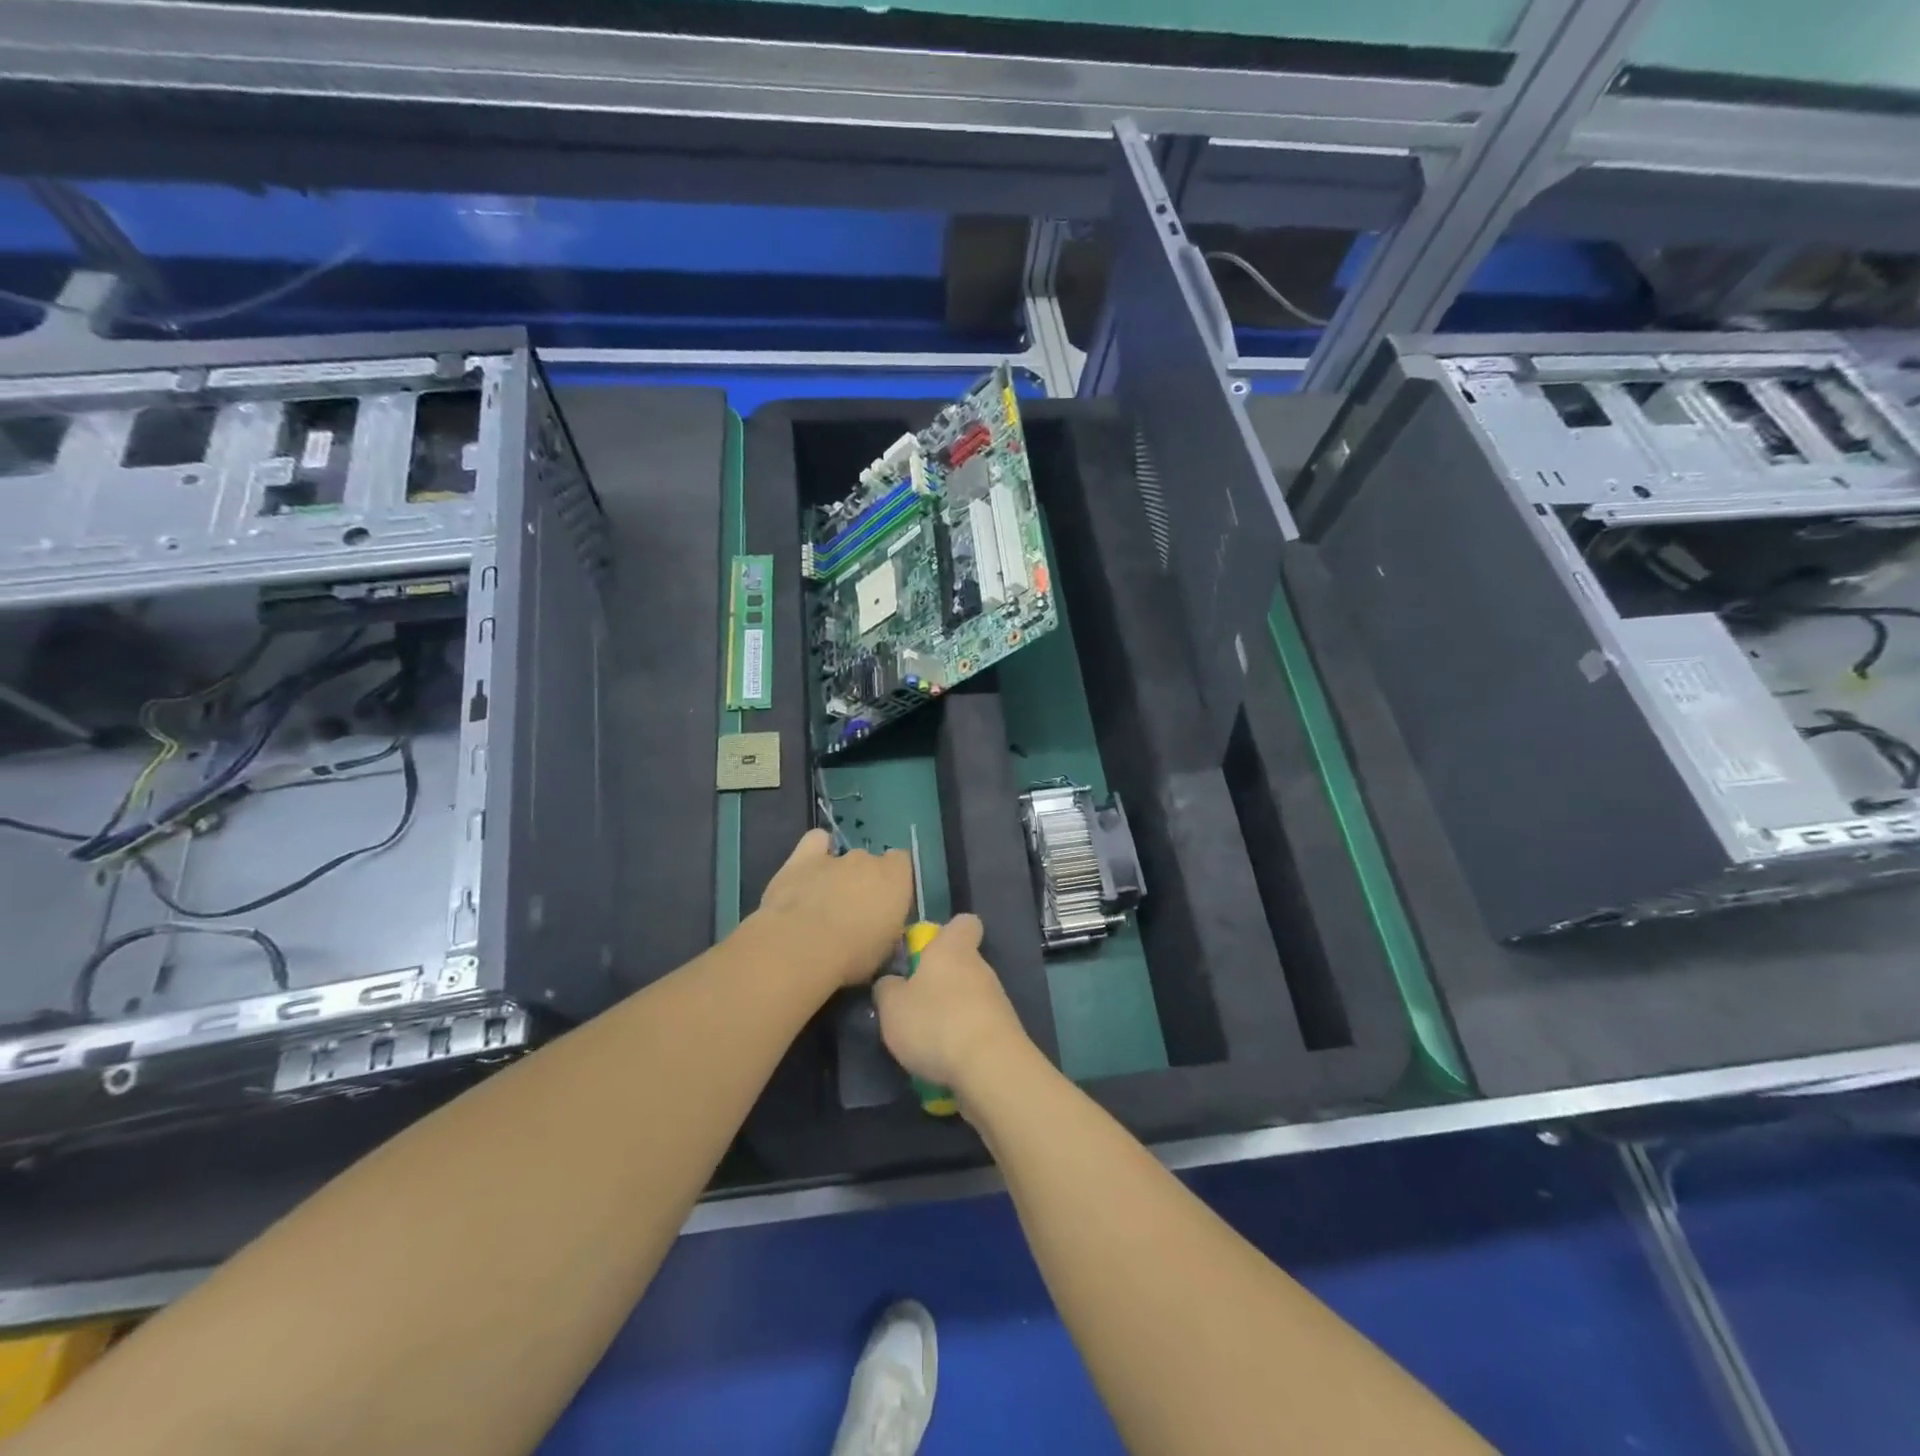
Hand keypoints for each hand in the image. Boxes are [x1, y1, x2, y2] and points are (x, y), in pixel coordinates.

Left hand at [757, 829, 912, 988]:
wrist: (802, 947)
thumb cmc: (852, 956)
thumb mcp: (885, 950)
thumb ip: (888, 927)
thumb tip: (883, 926)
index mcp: (896, 879)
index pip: (903, 864)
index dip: (894, 883)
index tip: (886, 906)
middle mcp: (868, 860)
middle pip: (870, 863)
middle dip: (864, 882)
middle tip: (853, 913)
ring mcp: (835, 857)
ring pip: (843, 857)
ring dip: (839, 875)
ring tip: (825, 902)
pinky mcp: (804, 858)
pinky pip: (816, 842)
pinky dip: (816, 851)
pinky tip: (810, 869)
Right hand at [872, 914, 1033, 1100]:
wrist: (990, 1068)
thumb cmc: (935, 1022)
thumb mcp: (892, 1006)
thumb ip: (888, 987)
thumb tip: (892, 982)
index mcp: (954, 948)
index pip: (963, 923)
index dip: (946, 932)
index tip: (925, 950)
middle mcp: (980, 967)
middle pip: (962, 964)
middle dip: (939, 981)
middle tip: (912, 1005)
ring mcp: (997, 1001)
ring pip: (969, 998)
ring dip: (949, 1013)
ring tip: (924, 1040)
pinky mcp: (1004, 1033)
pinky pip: (977, 1028)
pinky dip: (962, 1040)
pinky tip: (944, 1061)